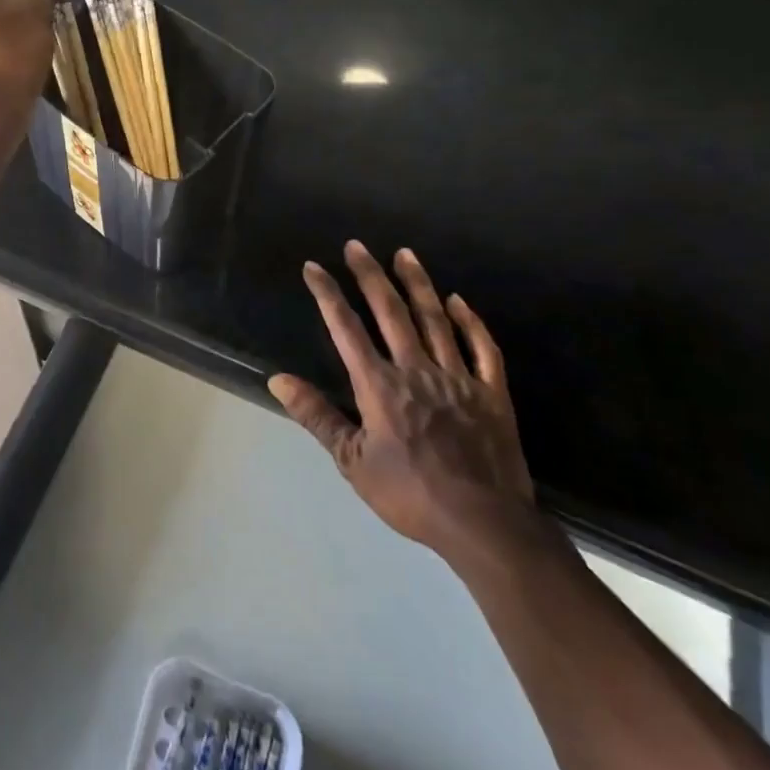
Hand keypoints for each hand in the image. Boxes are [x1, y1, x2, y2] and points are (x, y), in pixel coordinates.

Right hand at [269, 241, 535, 564]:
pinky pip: (481, 348)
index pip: (346, 328)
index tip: (314, 267)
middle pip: (390, 311)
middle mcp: (416, 369)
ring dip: (417, 284)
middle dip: (370, 275)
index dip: (328, 294)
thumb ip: (316, 416)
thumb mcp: (352, 462)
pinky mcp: (491, 392)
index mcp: (379, 385)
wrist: (484, 524)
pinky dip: (470, 322)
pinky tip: (458, 301)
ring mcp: (457, 377)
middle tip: (357, 245)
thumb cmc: (410, 494)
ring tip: (404, 254)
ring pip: (435, 319)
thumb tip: (278, 379)